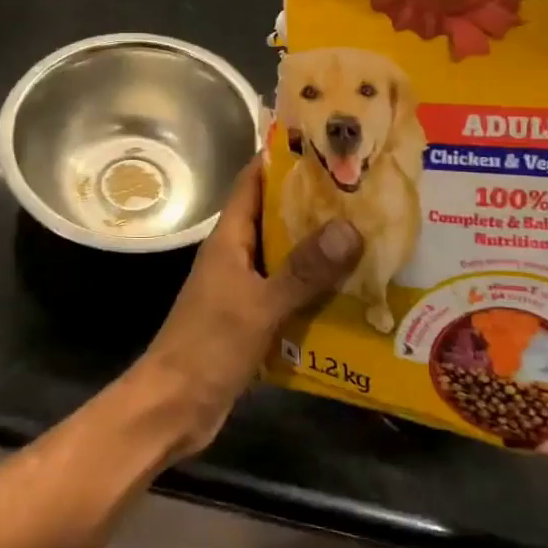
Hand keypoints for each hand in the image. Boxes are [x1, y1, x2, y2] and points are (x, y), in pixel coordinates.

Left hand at [126, 157, 360, 458]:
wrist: (174, 406)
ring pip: (287, 257)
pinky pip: (290, 294)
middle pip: (276, 217)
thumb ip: (304, 270)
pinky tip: (354, 293)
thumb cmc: (209, 346)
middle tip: (365, 191)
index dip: (282, 159)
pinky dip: (317, 290)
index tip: (324, 142)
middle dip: (315, 204)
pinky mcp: (253, 319)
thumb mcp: (260, 305)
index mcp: (229, 239)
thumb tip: (350, 227)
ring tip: (372, 235)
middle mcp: (236, 256)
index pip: (252, 181)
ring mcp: (244, 288)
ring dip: (321, 249)